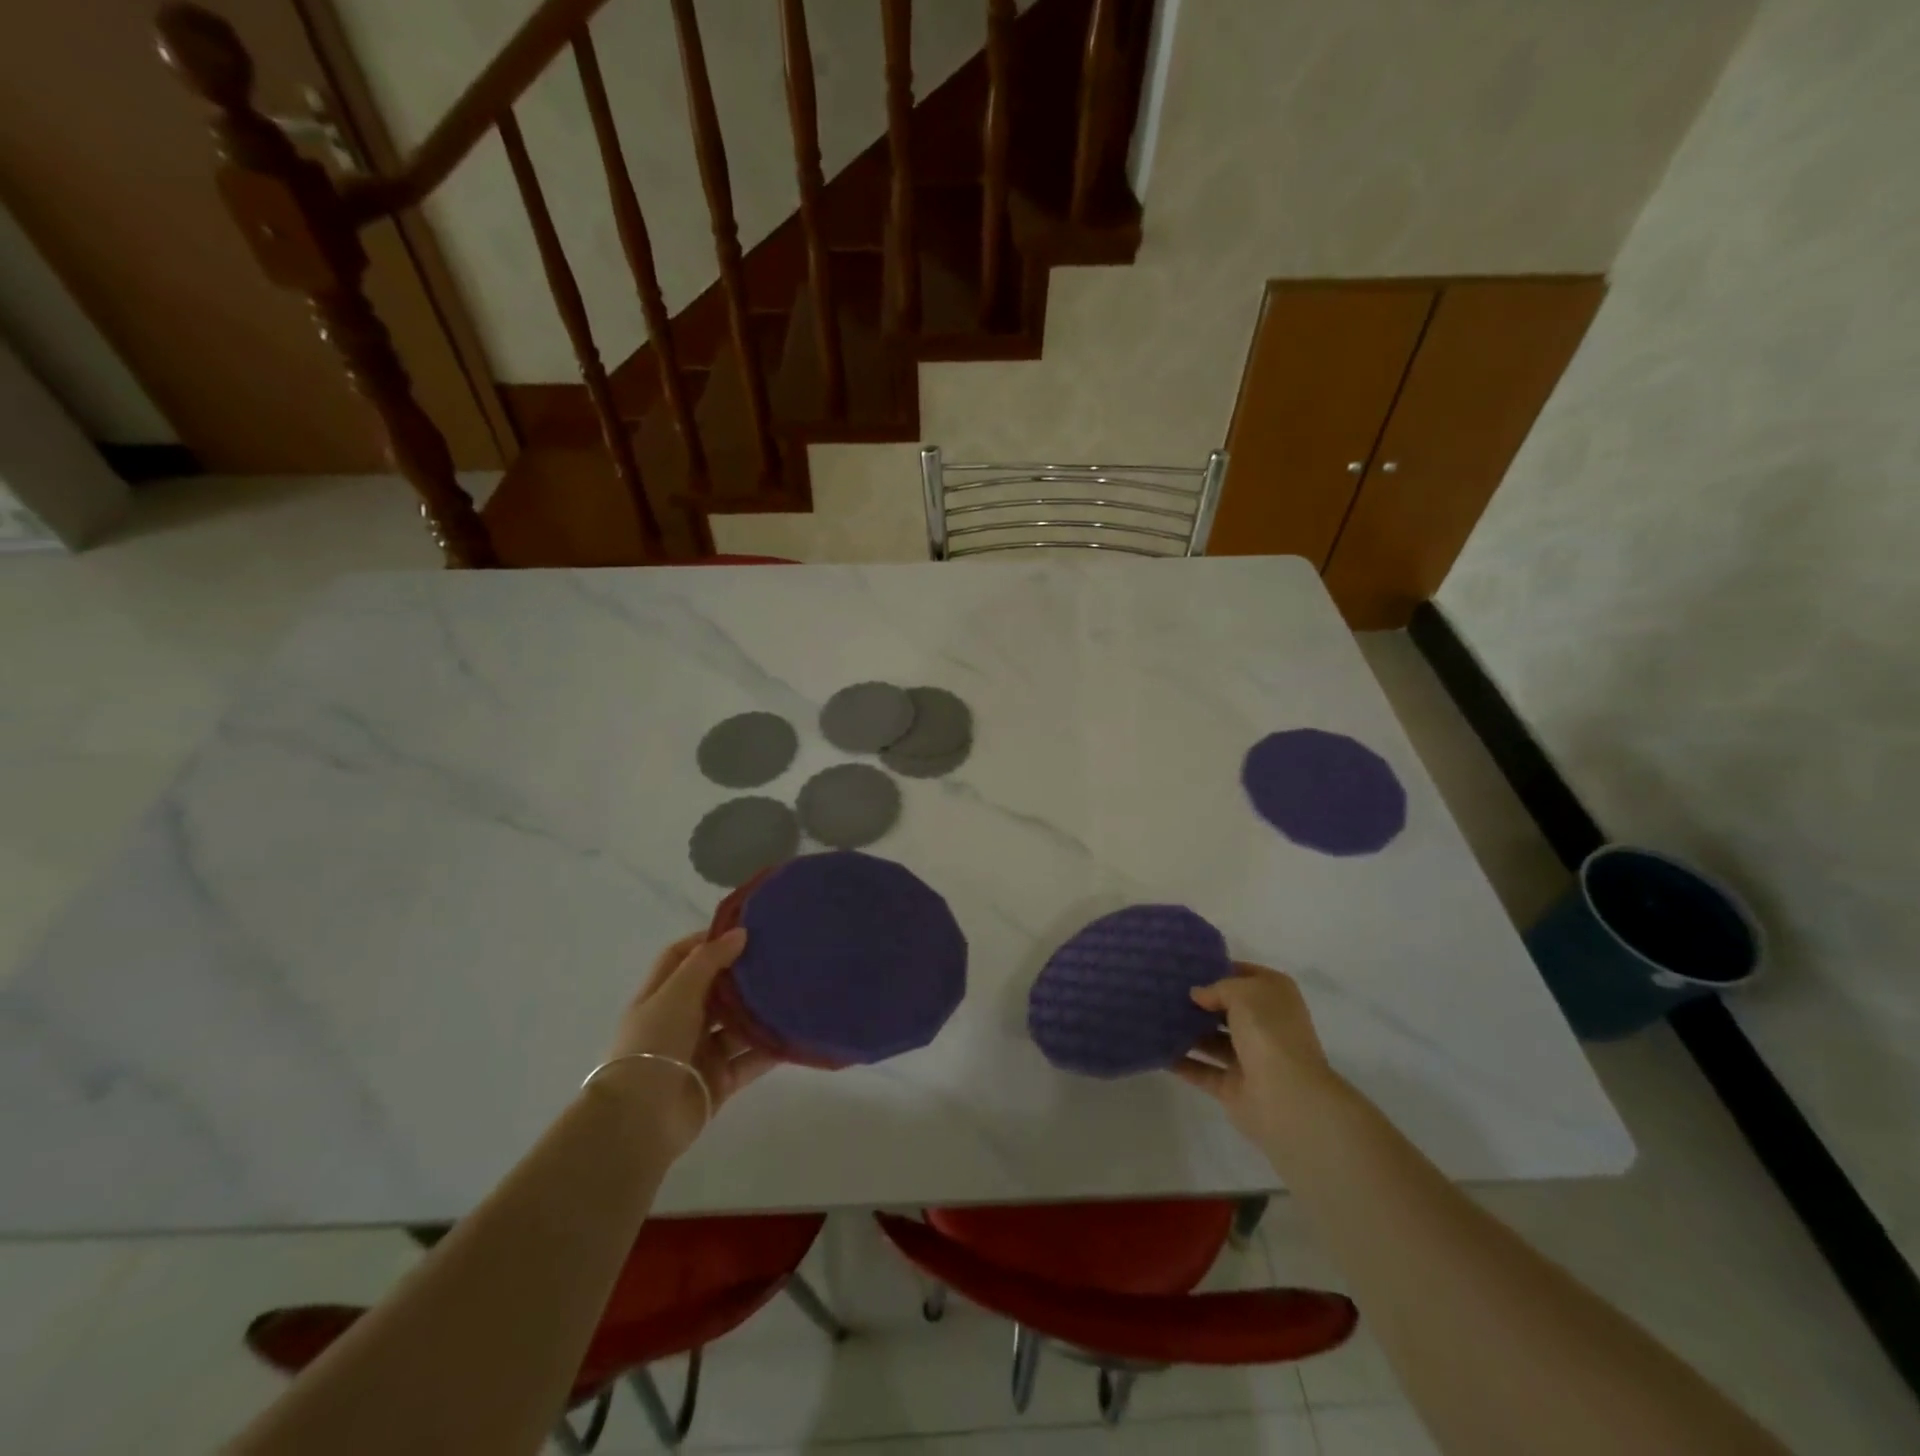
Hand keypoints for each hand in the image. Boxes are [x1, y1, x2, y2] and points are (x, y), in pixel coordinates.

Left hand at [592, 928, 775, 1156]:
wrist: (641, 1120)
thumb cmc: (654, 1045)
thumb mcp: (677, 993)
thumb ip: (708, 960)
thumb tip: (740, 932)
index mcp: (660, 997)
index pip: (682, 957)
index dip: (709, 942)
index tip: (745, 930)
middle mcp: (680, 1021)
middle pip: (715, 990)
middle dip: (742, 975)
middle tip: (779, 956)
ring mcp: (701, 1052)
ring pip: (737, 1025)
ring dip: (761, 1011)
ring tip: (795, 990)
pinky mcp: (720, 1081)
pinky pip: (751, 1059)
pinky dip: (771, 1048)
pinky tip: (796, 1032)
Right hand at [1173, 962, 1344, 1151]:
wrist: (1287, 1099)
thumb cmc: (1269, 1033)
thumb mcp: (1242, 993)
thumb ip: (1217, 988)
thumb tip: (1197, 994)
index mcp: (1275, 997)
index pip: (1243, 975)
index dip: (1216, 969)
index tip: (1183, 967)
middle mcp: (1265, 1025)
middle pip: (1226, 1009)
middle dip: (1198, 1002)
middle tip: (1161, 990)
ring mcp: (1250, 1059)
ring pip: (1213, 1040)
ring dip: (1187, 1031)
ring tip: (1153, 1016)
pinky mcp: (1234, 1087)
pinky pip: (1202, 1070)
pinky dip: (1182, 1062)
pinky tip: (1156, 1049)